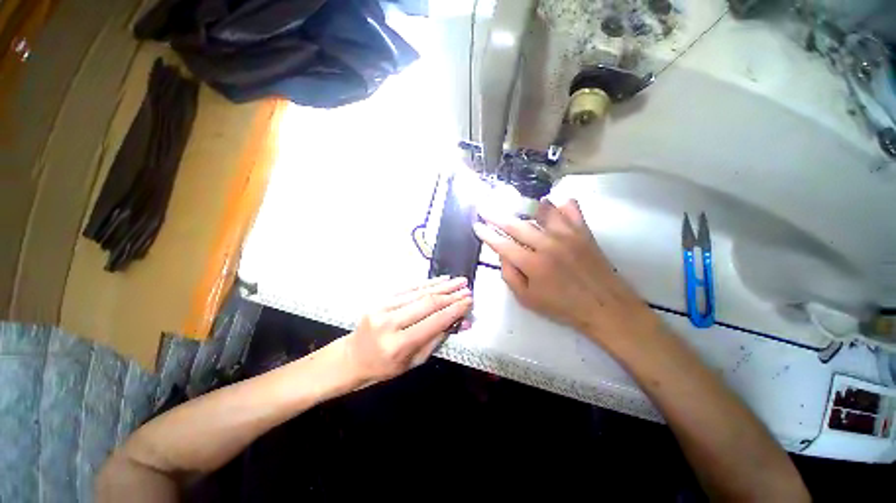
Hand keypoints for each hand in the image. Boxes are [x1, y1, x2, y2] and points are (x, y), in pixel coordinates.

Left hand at [343, 276, 472, 384]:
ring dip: (441, 285)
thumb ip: (437, 339)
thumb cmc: (385, 367)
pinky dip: (426, 283)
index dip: (454, 310)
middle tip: (467, 289)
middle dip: (450, 295)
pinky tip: (440, 279)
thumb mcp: (413, 362)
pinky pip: (408, 288)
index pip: (433, 322)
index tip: (469, 302)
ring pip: (418, 292)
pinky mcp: (380, 299)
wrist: (352, 357)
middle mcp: (389, 323)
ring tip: (459, 280)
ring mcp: (382, 308)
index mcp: (398, 345)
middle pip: (427, 303)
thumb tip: (460, 322)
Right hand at [474, 199, 660, 346]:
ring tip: (513, 202)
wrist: (604, 306)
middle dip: (496, 215)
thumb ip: (510, 275)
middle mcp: (547, 244)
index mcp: (532, 264)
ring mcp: (567, 235)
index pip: (502, 244)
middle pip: (515, 224)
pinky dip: (560, 203)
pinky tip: (552, 203)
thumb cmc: (562, 306)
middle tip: (484, 207)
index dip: (487, 234)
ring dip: (524, 206)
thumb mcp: (527, 299)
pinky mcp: (583, 231)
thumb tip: (502, 254)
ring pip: (541, 211)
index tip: (477, 225)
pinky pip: (570, 209)